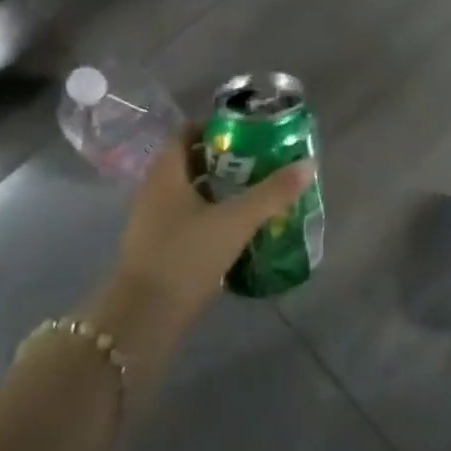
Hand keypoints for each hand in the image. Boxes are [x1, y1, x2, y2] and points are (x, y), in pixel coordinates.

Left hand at [99, 131, 315, 339]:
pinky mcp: (155, 251)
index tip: (246, 131)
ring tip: (252, 193)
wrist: (141, 322)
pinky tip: (234, 229)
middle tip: (258, 160)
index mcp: (165, 173)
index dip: (214, 127)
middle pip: (188, 162)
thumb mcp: (235, 221)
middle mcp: (152, 191)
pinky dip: (208, 217)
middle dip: (222, 159)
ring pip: (187, 193)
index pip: (186, 133)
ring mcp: (150, 223)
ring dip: (216, 190)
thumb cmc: (185, 257)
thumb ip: (272, 193)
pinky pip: (184, 220)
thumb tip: (308, 164)